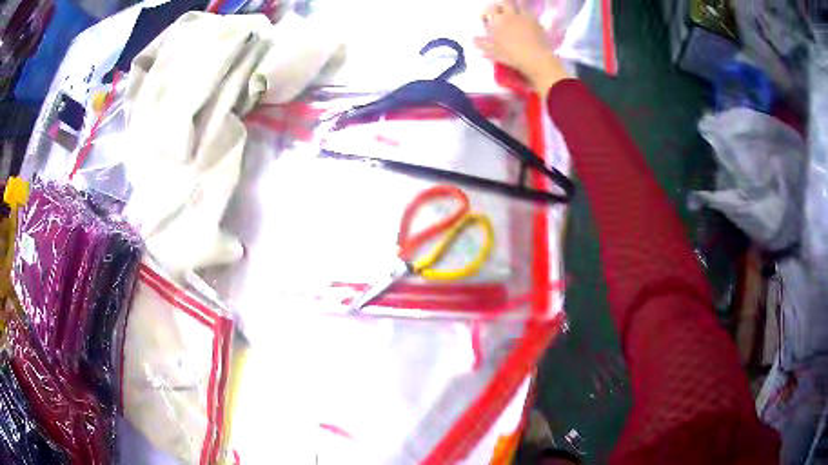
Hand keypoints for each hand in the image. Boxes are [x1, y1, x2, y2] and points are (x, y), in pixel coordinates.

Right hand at [474, 1, 569, 95]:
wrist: (535, 58)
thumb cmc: (511, 54)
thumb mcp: (492, 51)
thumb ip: (481, 43)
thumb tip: (473, 39)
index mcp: (498, 20)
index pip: (489, 9)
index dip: (486, 13)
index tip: (485, 18)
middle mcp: (511, 15)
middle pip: (505, 3)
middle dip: (501, 6)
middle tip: (500, 13)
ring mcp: (526, 17)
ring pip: (519, 6)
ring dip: (515, 9)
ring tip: (514, 16)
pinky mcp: (538, 23)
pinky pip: (531, 15)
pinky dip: (527, 17)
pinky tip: (527, 24)